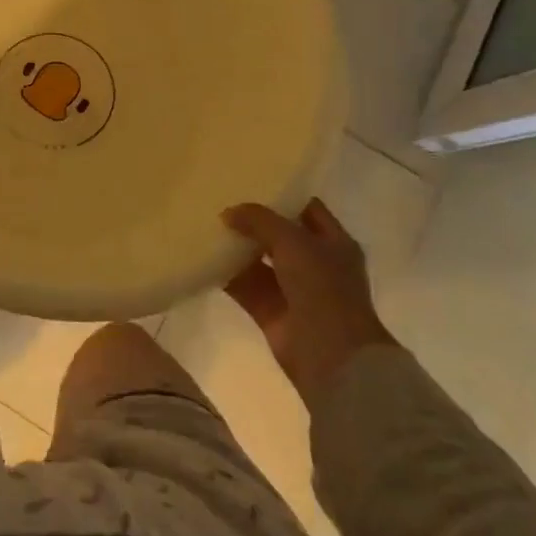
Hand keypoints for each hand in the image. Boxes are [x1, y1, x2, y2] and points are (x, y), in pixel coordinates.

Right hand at [223, 199, 397, 405]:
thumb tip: (228, 213)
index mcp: (334, 243)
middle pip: (279, 235)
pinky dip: (225, 275)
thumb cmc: (322, 288)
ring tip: (205, 224)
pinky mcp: (271, 312)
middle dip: (252, 221)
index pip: (307, 209)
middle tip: (220, 200)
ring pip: (259, 261)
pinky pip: (244, 286)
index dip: (282, 195)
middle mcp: (315, 264)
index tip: (251, 180)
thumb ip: (260, 220)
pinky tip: (202, 258)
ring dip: (236, 247)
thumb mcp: (293, 241)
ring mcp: (292, 289)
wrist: (330, 355)